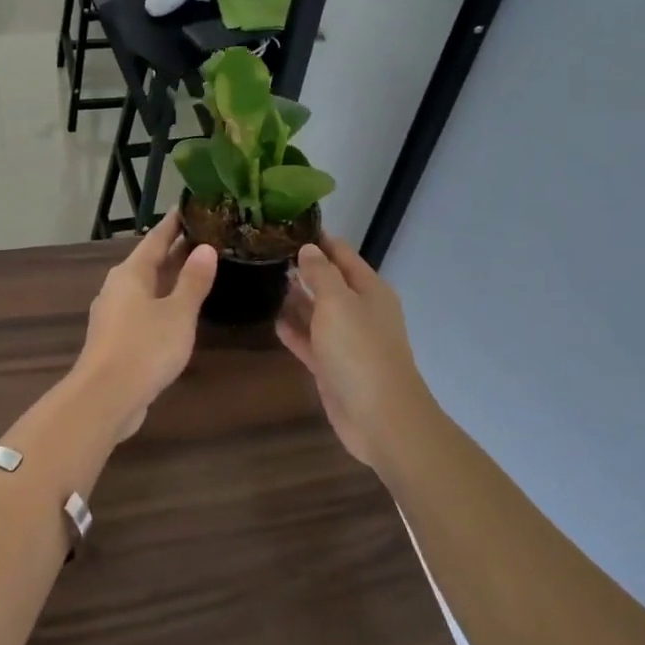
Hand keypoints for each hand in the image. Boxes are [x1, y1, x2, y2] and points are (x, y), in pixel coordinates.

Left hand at [74, 213, 217, 438]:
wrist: (105, 397)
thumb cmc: (144, 347)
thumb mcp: (178, 313)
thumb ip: (193, 281)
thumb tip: (205, 248)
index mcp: (131, 273)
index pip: (155, 238)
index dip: (174, 223)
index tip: (189, 206)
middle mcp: (118, 287)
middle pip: (149, 262)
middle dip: (175, 250)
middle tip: (204, 236)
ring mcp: (114, 314)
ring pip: (146, 287)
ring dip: (169, 277)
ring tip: (196, 270)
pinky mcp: (116, 339)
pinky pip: (143, 309)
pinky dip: (162, 302)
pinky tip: (178, 312)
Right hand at [276, 236, 430, 466]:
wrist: (380, 417)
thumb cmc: (360, 351)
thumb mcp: (337, 303)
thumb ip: (320, 273)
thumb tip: (308, 249)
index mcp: (369, 290)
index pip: (342, 254)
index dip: (319, 240)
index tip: (287, 226)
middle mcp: (359, 311)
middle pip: (329, 282)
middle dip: (303, 269)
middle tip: (266, 254)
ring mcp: (346, 341)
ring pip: (317, 312)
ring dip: (296, 299)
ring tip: (264, 281)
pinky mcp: (332, 366)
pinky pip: (310, 341)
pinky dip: (294, 331)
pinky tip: (272, 320)